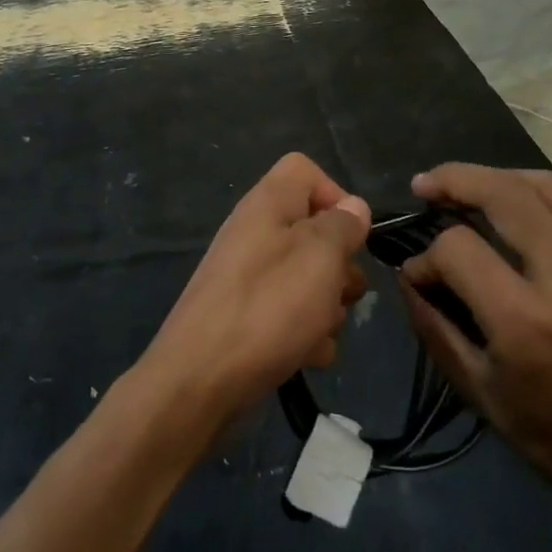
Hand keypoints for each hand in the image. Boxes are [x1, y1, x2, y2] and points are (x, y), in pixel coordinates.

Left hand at [140, 153, 369, 421]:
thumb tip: (352, 208)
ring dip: (326, 306)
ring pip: (307, 278)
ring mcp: (248, 278)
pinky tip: (307, 356)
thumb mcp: (319, 258)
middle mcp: (255, 235)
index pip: (304, 170)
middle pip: (313, 231)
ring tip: (321, 331)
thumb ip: (342, 226)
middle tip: (342, 292)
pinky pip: (289, 315)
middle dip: (340, 265)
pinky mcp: (246, 318)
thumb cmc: (267, 309)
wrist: (200, 382)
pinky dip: (304, 334)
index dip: (335, 195)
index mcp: (267, 205)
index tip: (351, 236)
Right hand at [400, 164, 551, 517]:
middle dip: (455, 180)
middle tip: (425, 185)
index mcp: (525, 323)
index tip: (418, 275)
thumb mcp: (481, 393)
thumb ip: (435, 328)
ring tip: (466, 186)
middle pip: (504, 195)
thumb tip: (407, 277)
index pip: (458, 249)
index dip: (426, 256)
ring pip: (545, 186)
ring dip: (497, 177)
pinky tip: (519, 204)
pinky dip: (540, 193)